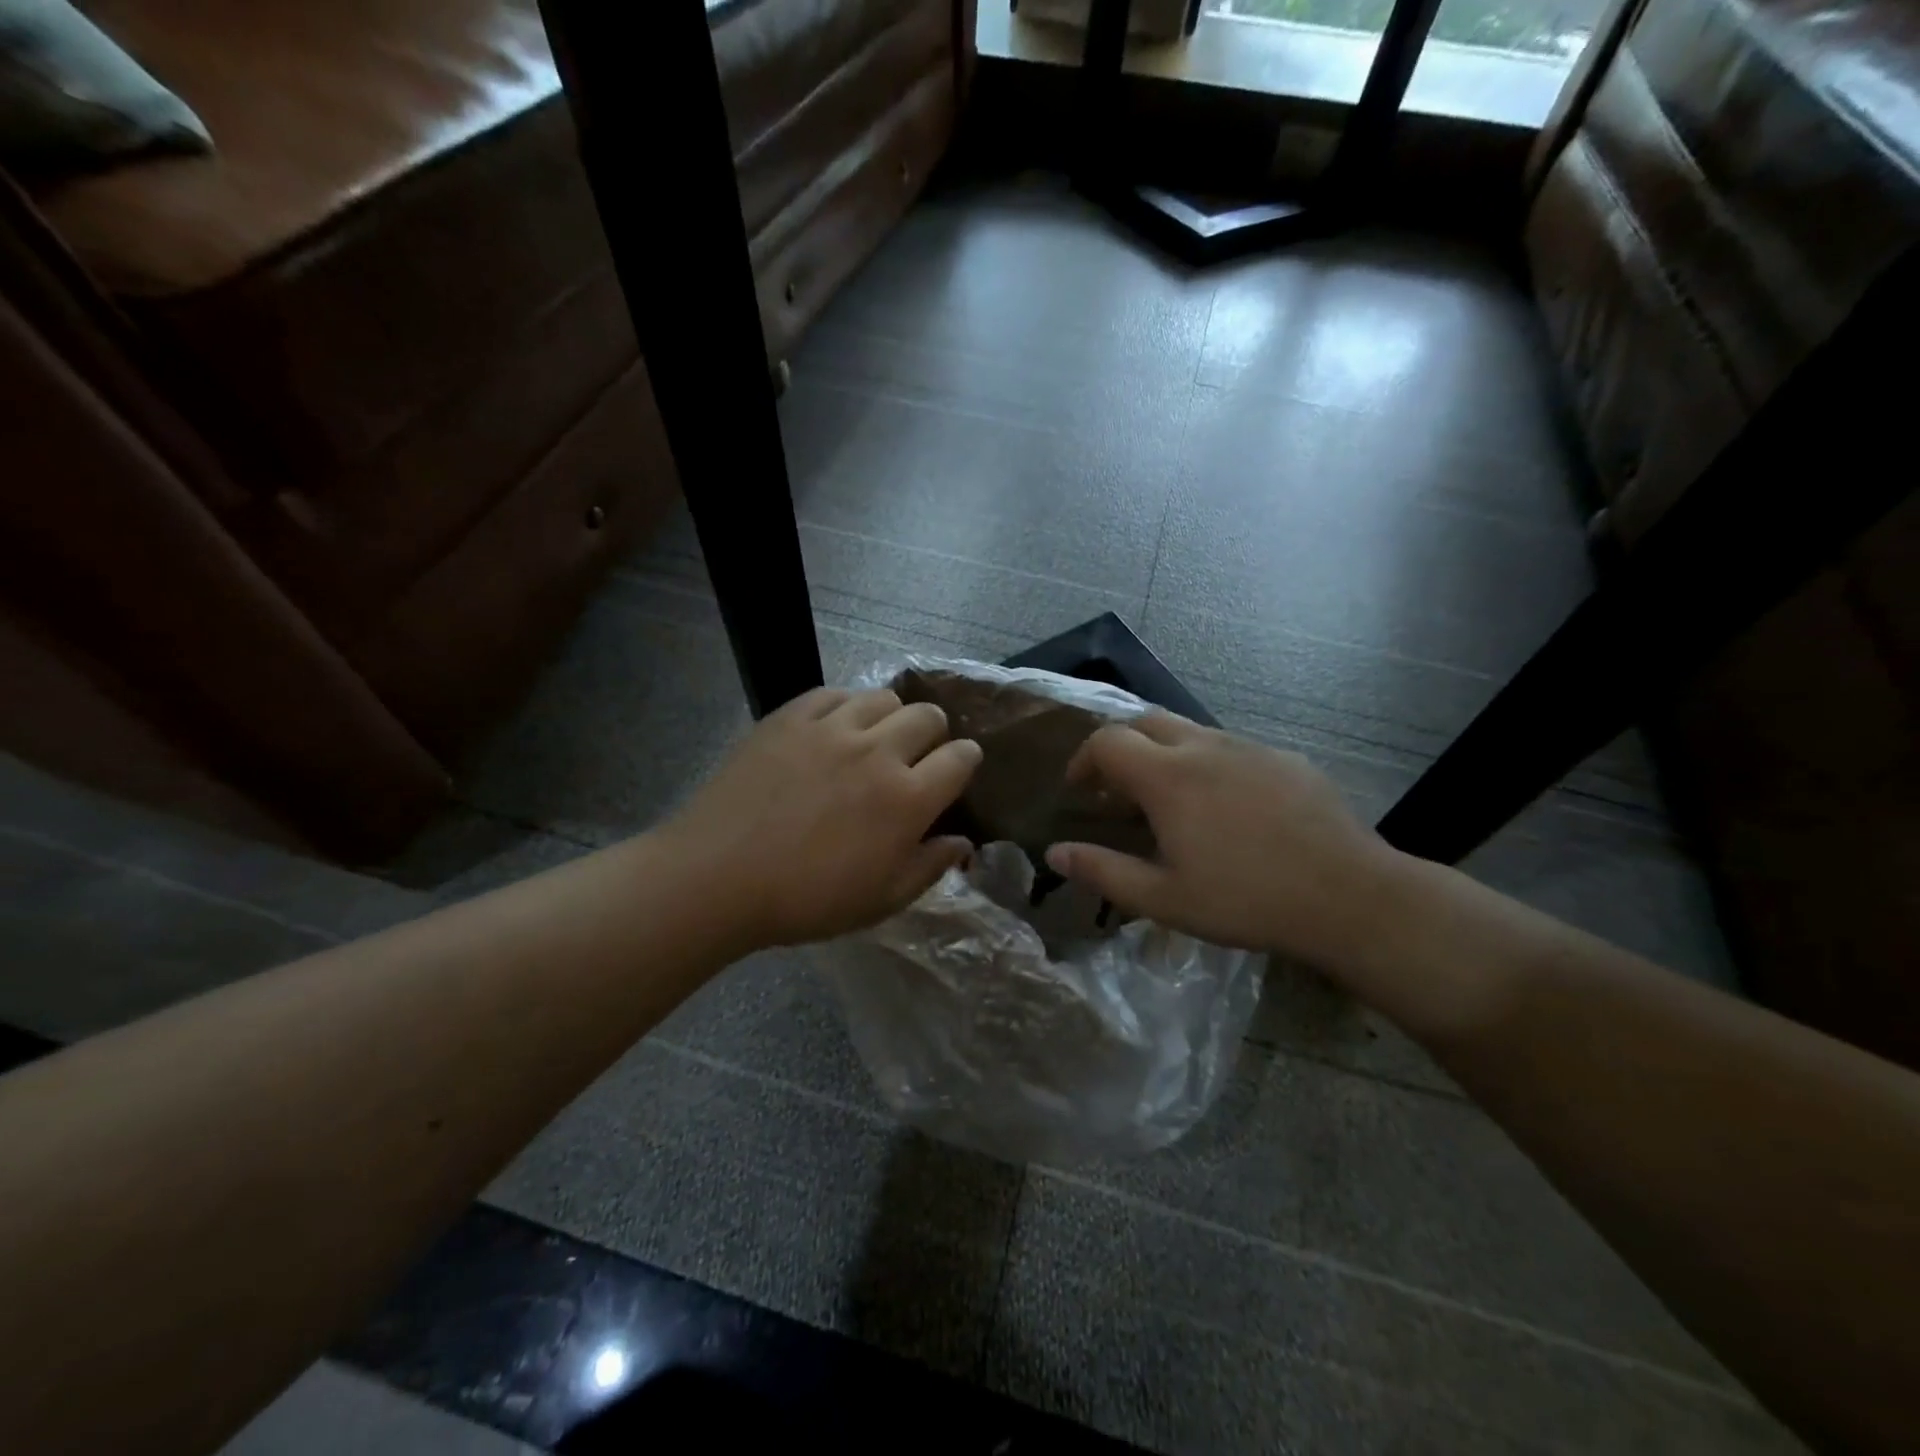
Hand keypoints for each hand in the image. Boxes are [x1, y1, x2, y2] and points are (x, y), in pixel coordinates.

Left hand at [664, 687, 981, 951]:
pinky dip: (845, 707)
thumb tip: (962, 842)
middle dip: (934, 733)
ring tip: (874, 739)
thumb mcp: (881, 900)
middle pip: (927, 716)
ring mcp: (831, 728)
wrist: (716, 878)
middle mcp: (877, 751)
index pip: (961, 757)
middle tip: (916, 756)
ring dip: (891, 716)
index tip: (958, 769)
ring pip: (883, 697)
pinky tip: (833, 730)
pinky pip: (833, 693)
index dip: (967, 760)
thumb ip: (929, 867)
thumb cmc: (805, 900)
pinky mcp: (789, 718)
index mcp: (907, 798)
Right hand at [1044, 714, 1407, 975]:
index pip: (1108, 740)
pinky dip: (1208, 764)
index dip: (1084, 759)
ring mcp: (1250, 747)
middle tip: (1118, 789)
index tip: (1080, 790)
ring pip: (1191, 732)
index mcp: (1168, 776)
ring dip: (1165, 755)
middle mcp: (1205, 747)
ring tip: (1171, 801)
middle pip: (1146, 722)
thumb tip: (1055, 853)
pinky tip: (1227, 809)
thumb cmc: (1245, 900)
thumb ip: (1103, 871)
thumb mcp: (1163, 898)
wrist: (1349, 897)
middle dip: (1121, 746)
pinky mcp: (1286, 758)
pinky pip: (1232, 748)